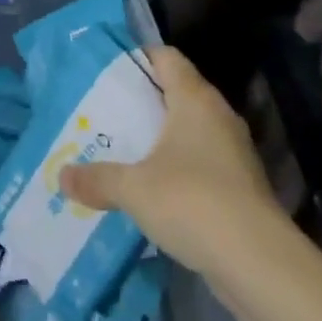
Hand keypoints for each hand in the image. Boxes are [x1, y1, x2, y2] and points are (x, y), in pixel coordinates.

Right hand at [60, 46, 290, 276]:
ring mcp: (233, 151)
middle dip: (142, 101)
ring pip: (189, 130)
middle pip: (177, 92)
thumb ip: (97, 178)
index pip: (166, 57)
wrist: (259, 263)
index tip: (107, 70)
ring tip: (122, 149)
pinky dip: (176, 167)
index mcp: (195, 99)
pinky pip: (200, 162)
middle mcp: (218, 116)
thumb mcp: (133, 188)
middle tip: (105, 112)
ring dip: (160, 137)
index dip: (138, 57)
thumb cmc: (193, 202)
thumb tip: (62, 176)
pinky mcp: (240, 185)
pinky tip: (151, 188)